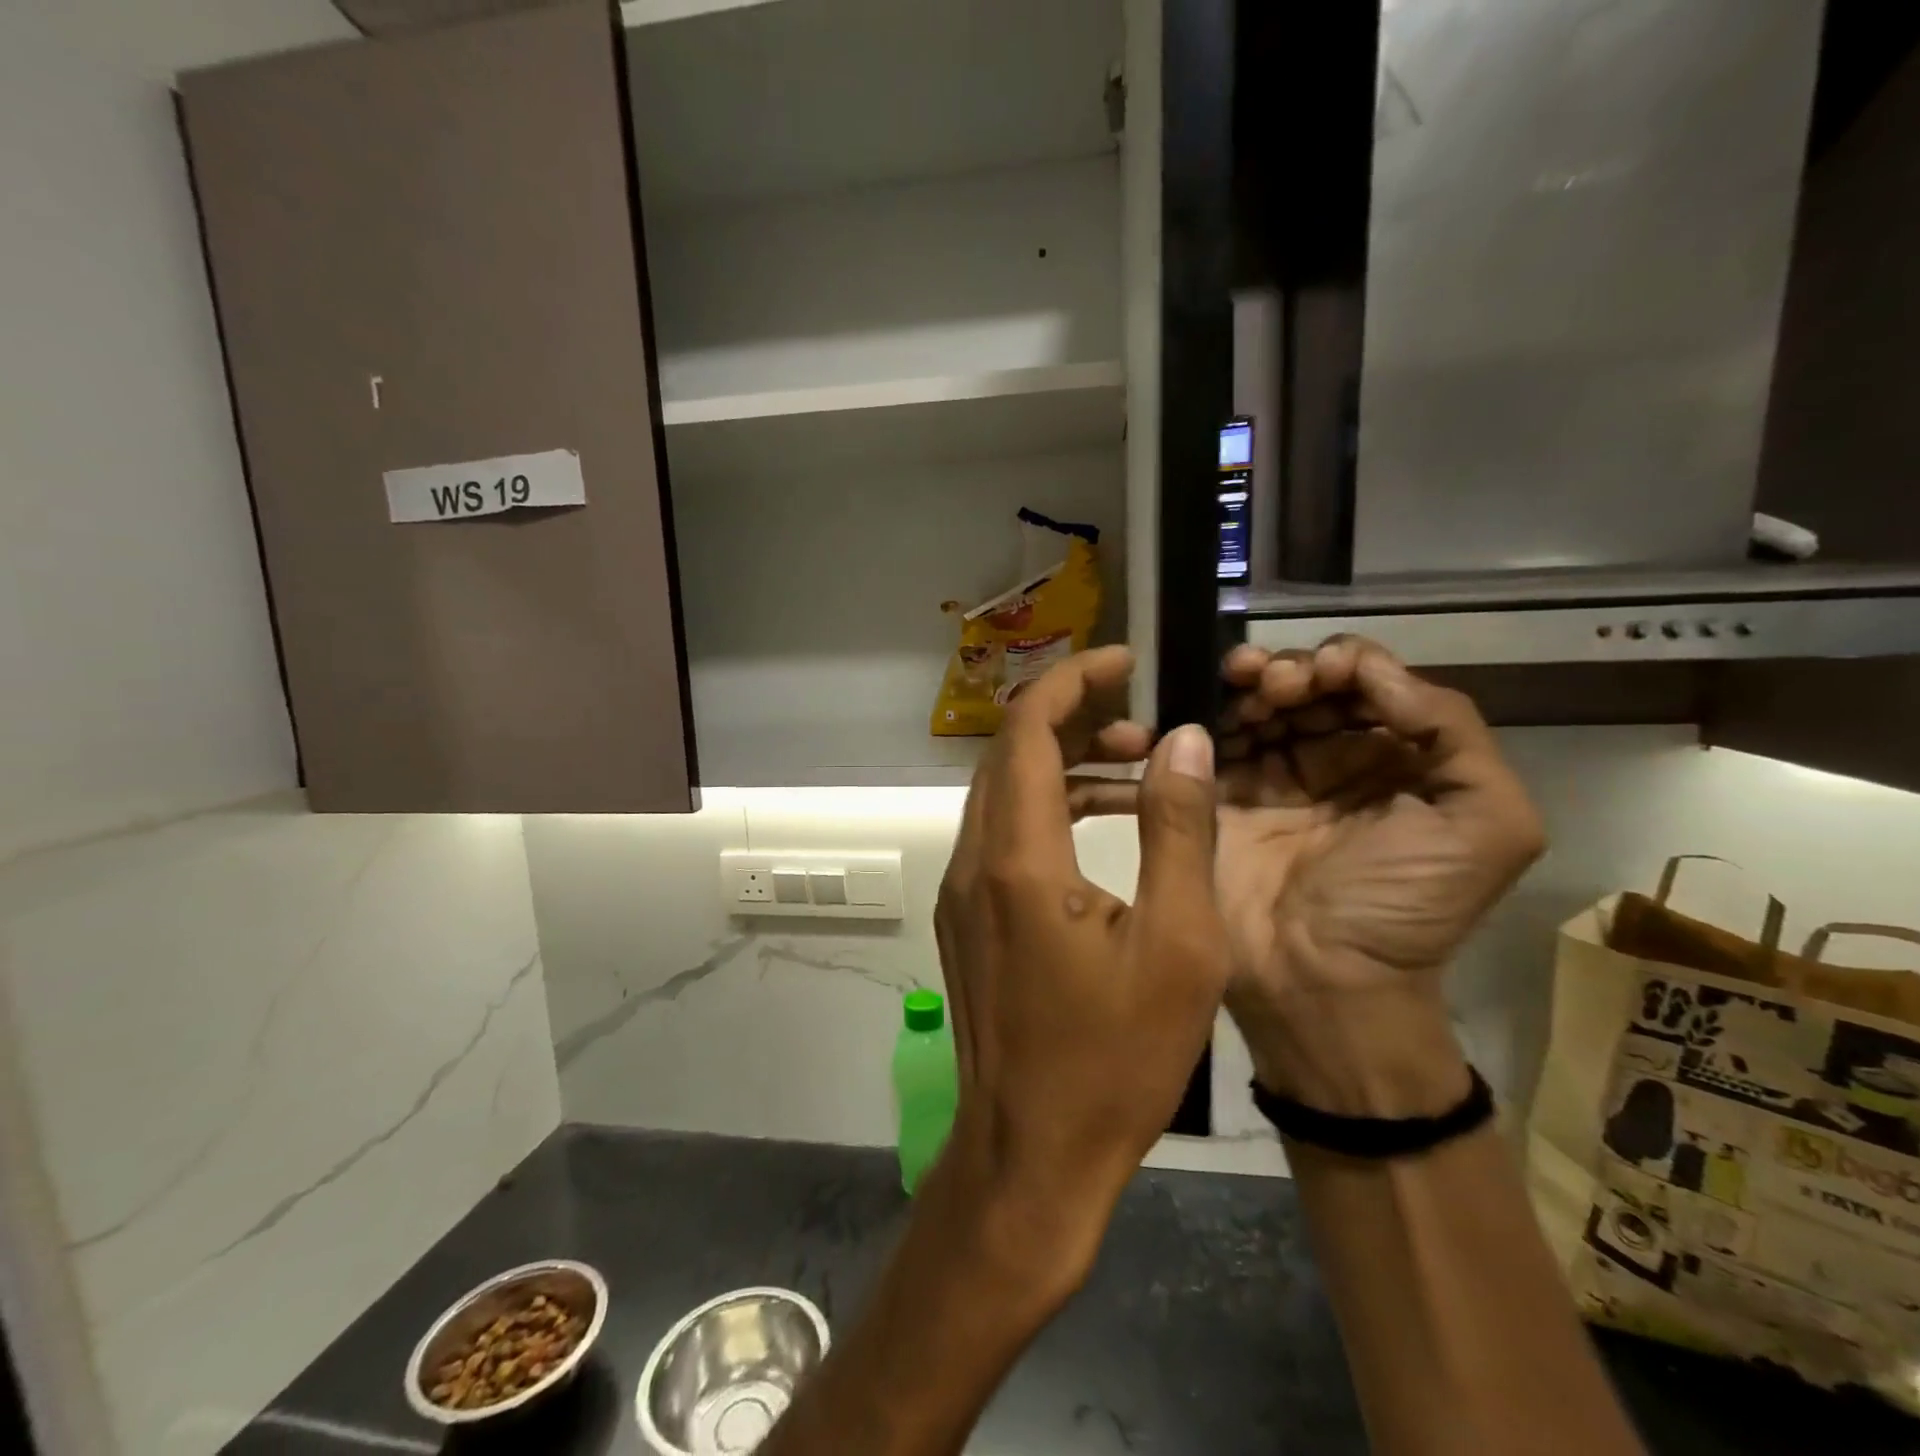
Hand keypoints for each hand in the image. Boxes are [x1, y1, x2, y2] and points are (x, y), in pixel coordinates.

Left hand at [932, 645, 1226, 1291]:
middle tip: (1140, 721)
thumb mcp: (1179, 945)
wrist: (1031, 1156)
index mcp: (1019, 859)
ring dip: (1060, 765)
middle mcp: (974, 861)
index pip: (1026, 730)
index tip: (1122, 661)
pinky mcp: (965, 919)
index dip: (1072, 681)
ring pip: (1003, 793)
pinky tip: (1100, 827)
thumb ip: (1177, 830)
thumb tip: (1181, 740)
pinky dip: (1046, 810)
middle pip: (1008, 753)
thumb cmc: (1113, 1060)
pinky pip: (1001, 835)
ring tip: (1134, 767)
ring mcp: (961, 892)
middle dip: (1071, 719)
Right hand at [1213, 638, 1544, 1116]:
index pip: (1370, 684)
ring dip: (1250, 682)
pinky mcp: (1217, 797)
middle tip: (1278, 685)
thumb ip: (1456, 733)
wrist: (1320, 980)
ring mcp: (1269, 777)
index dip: (1348, 663)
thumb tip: (1379, 672)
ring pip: (1256, 704)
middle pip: (1307, 686)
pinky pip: (1209, 742)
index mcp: (1396, 759)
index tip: (1327, 672)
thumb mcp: (1488, 823)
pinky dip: (1209, 715)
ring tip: (1244, 688)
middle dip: (1294, 669)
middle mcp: (1331, 760)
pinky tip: (1211, 712)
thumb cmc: (1405, 905)